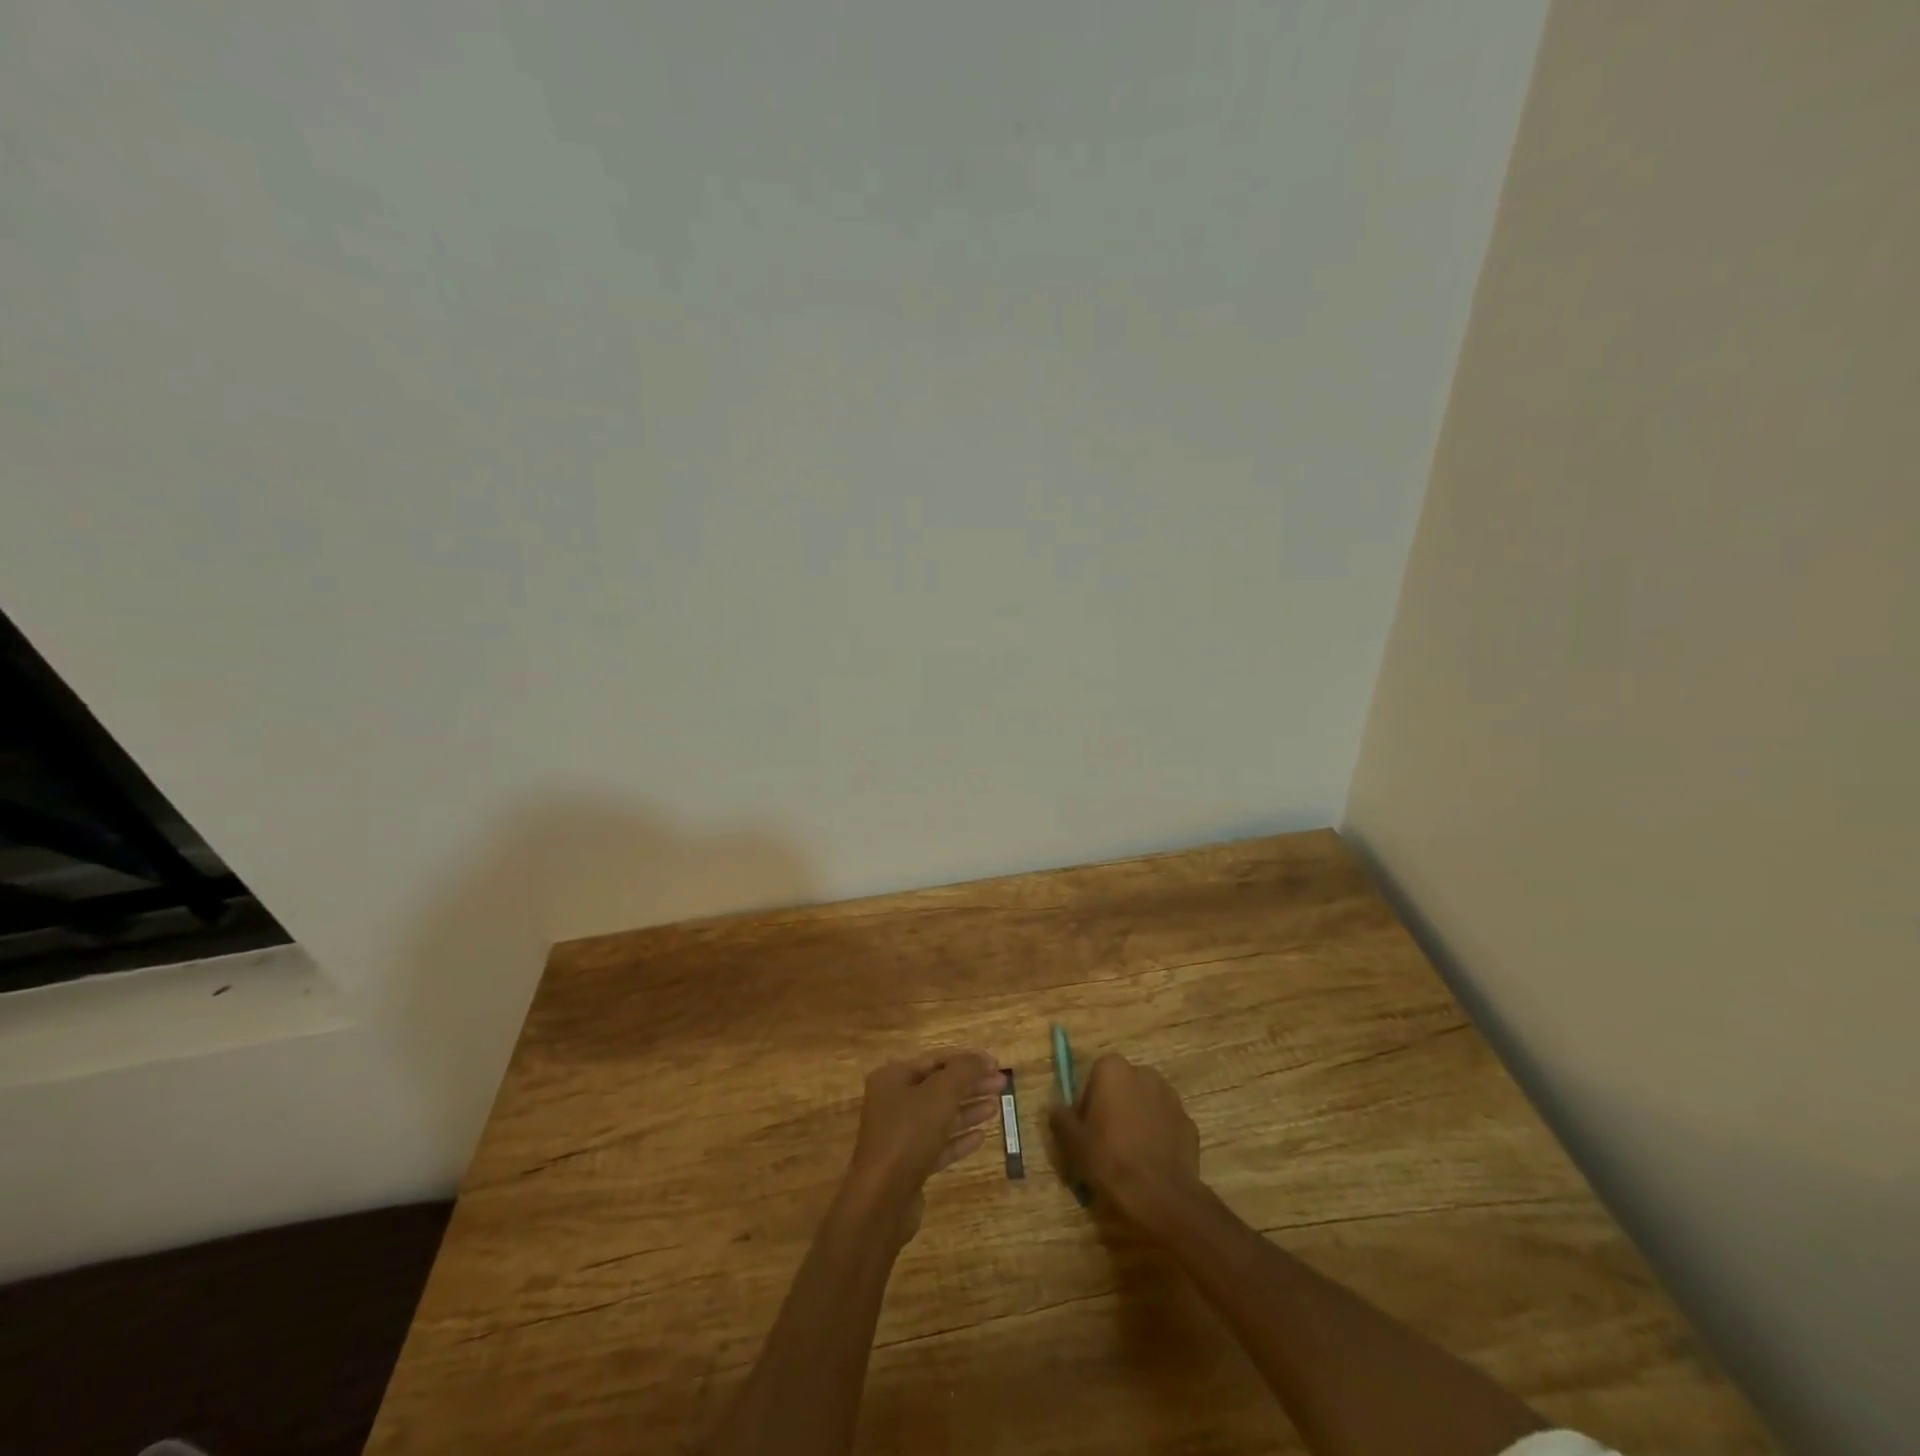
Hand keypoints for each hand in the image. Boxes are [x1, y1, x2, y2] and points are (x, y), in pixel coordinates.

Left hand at [841, 1050, 1005, 1242]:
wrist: (882, 1199)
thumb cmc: (909, 1133)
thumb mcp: (940, 1093)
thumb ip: (964, 1071)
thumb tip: (984, 1058)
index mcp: (893, 1078)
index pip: (935, 1060)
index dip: (966, 1061)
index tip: (995, 1064)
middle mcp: (893, 1103)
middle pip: (939, 1088)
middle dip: (970, 1085)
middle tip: (1002, 1085)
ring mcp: (899, 1136)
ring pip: (940, 1116)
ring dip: (968, 1110)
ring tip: (996, 1107)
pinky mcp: (908, 1165)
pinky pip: (937, 1145)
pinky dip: (958, 1139)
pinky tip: (981, 1137)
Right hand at [1050, 1053, 1201, 1233]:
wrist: (1161, 1196)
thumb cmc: (1111, 1160)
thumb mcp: (1074, 1142)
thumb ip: (1061, 1118)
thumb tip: (1055, 1107)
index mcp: (1113, 1070)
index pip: (1095, 1075)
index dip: (1088, 1101)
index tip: (1086, 1128)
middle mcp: (1144, 1073)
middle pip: (1122, 1086)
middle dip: (1115, 1106)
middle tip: (1105, 1140)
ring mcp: (1171, 1097)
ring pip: (1146, 1102)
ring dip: (1137, 1118)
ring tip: (1130, 1153)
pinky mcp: (1188, 1122)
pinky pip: (1165, 1123)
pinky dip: (1158, 1135)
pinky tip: (1151, 1161)